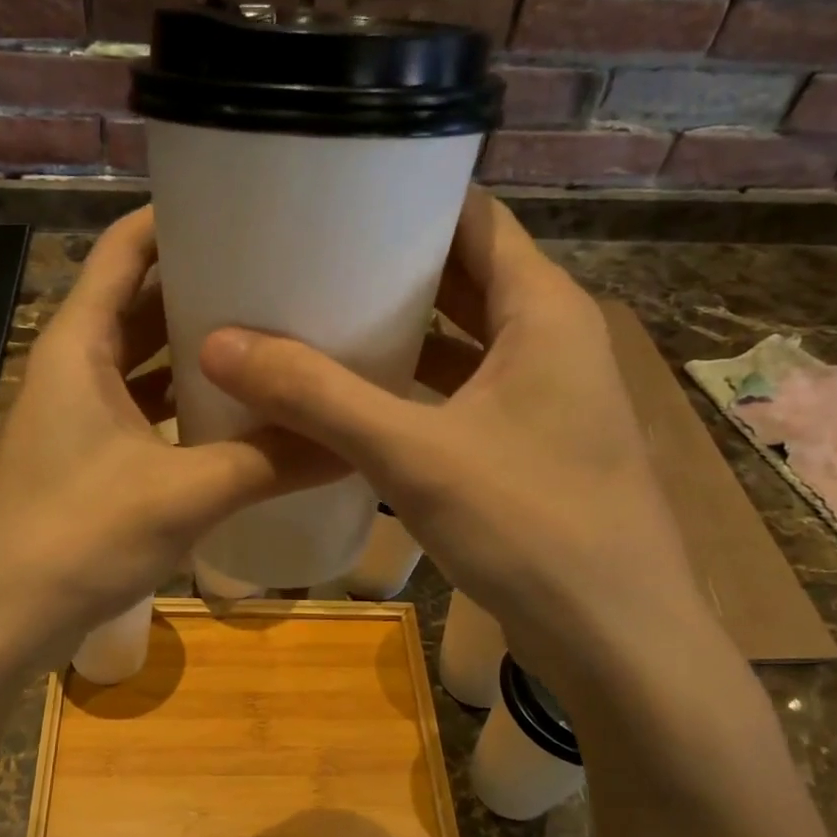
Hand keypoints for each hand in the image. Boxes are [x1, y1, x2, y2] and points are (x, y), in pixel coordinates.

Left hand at [0, 208, 338, 677]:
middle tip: (281, 275)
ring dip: (197, 350)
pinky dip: (184, 404)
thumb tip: (353, 441)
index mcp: (78, 344)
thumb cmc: (75, 539)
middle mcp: (73, 367)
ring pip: (143, 362)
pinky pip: (144, 411)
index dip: (178, 218)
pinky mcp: (89, 460)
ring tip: (271, 336)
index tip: (246, 207)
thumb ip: (269, 462)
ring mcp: (79, 416)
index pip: (125, 248)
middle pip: (140, 301)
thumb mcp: (183, 494)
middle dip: (203, 285)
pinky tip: (235, 415)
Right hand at [199, 188, 701, 658]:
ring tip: (315, 320)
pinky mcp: (528, 447)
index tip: (330, 195)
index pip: (473, 217)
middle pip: (462, 277)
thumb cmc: (531, 528)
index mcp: (541, 310)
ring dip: (398, 333)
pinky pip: (461, 394)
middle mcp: (549, 339)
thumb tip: (220, 344)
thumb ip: (318, 398)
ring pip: (460, 341)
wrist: (616, 641)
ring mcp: (543, 397)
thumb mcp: (414, 456)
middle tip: (302, 260)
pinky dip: (412, 389)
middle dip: (387, 268)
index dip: (405, 198)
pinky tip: (356, 401)